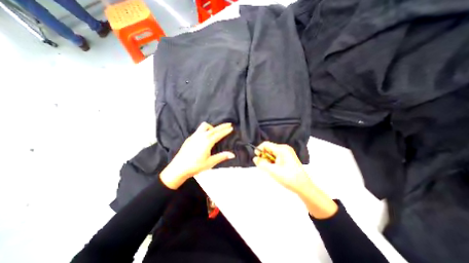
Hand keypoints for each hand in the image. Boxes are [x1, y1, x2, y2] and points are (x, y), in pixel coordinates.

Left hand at [161, 122, 233, 189]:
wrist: (178, 168)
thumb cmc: (195, 166)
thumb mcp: (210, 162)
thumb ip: (222, 156)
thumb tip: (233, 154)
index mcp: (207, 142)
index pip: (219, 134)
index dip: (226, 130)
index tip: (231, 127)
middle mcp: (201, 136)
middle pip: (214, 128)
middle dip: (222, 126)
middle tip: (228, 124)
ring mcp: (194, 136)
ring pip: (204, 126)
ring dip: (211, 127)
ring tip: (215, 131)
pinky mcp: (190, 138)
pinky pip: (199, 130)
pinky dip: (205, 130)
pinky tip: (205, 136)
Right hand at [251, 142, 312, 194]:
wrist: (303, 187)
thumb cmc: (289, 178)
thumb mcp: (272, 170)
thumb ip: (262, 163)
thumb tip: (255, 158)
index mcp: (282, 149)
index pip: (266, 144)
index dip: (259, 150)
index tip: (256, 158)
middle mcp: (285, 148)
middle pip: (269, 148)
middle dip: (264, 156)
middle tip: (264, 166)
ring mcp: (287, 153)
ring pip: (272, 153)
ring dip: (268, 159)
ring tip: (270, 169)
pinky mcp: (288, 157)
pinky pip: (276, 156)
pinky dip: (272, 161)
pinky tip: (275, 168)